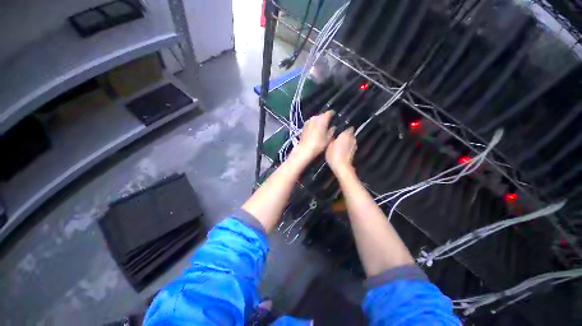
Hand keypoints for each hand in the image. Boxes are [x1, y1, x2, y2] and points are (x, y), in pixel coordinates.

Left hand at [292, 111, 335, 161]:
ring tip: (322, 127)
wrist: (304, 149)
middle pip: (322, 115)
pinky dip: (314, 124)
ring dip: (319, 121)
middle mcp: (315, 117)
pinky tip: (316, 130)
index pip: (330, 112)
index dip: (333, 114)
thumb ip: (332, 131)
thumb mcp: (328, 139)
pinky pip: (311, 122)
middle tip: (329, 123)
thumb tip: (333, 127)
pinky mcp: (303, 126)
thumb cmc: (318, 144)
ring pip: (316, 118)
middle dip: (326, 118)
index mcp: (322, 119)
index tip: (335, 117)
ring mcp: (308, 121)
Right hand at [326, 127, 356, 174]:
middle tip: (336, 137)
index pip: (346, 127)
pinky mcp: (354, 152)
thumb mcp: (329, 145)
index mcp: (346, 133)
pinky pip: (349, 146)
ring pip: (349, 140)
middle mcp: (353, 138)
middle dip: (344, 135)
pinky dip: (346, 147)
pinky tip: (340, 150)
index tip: (337, 130)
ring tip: (338, 144)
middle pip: (348, 134)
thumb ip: (331, 137)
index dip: (342, 129)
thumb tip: (332, 131)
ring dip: (345, 141)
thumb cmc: (334, 154)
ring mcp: (355, 145)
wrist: (342, 167)